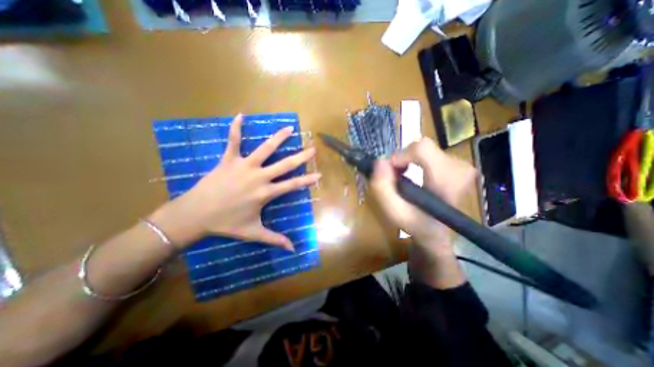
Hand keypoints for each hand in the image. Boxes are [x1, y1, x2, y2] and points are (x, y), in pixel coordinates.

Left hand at [151, 114, 319, 251]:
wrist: (195, 215)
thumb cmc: (226, 223)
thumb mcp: (253, 233)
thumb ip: (275, 239)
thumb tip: (293, 249)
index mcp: (265, 193)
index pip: (292, 185)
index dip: (307, 180)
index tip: (319, 174)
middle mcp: (259, 177)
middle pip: (285, 165)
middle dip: (301, 157)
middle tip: (312, 149)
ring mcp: (244, 166)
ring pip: (264, 149)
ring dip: (278, 138)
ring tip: (289, 128)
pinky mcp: (228, 160)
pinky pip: (233, 141)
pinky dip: (236, 128)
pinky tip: (240, 115)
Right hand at [372, 137, 475, 251]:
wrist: (438, 232)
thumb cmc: (416, 224)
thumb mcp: (394, 211)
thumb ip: (383, 188)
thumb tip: (380, 161)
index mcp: (447, 182)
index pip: (423, 149)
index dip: (402, 155)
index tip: (393, 170)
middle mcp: (460, 169)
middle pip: (423, 147)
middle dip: (404, 158)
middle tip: (397, 176)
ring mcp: (462, 166)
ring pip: (426, 149)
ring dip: (410, 160)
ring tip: (405, 178)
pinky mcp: (459, 165)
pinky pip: (431, 152)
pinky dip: (417, 161)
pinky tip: (416, 175)